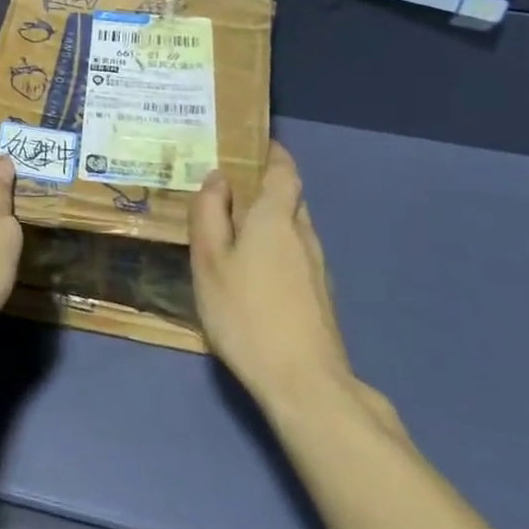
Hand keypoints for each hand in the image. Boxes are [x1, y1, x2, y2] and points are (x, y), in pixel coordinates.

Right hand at [191, 143, 355, 408]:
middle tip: (228, 190)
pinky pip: (296, 254)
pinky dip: (276, 248)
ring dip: (269, 220)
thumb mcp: (209, 261)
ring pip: (293, 228)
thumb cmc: (246, 313)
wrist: (303, 383)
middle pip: (289, 197)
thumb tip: (217, 178)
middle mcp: (303, 234)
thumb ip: (209, 214)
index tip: (251, 145)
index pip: (283, 170)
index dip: (271, 153)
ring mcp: (317, 268)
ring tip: (235, 230)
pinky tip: (254, 271)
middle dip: (264, 187)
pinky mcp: (319, 296)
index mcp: (276, 218)